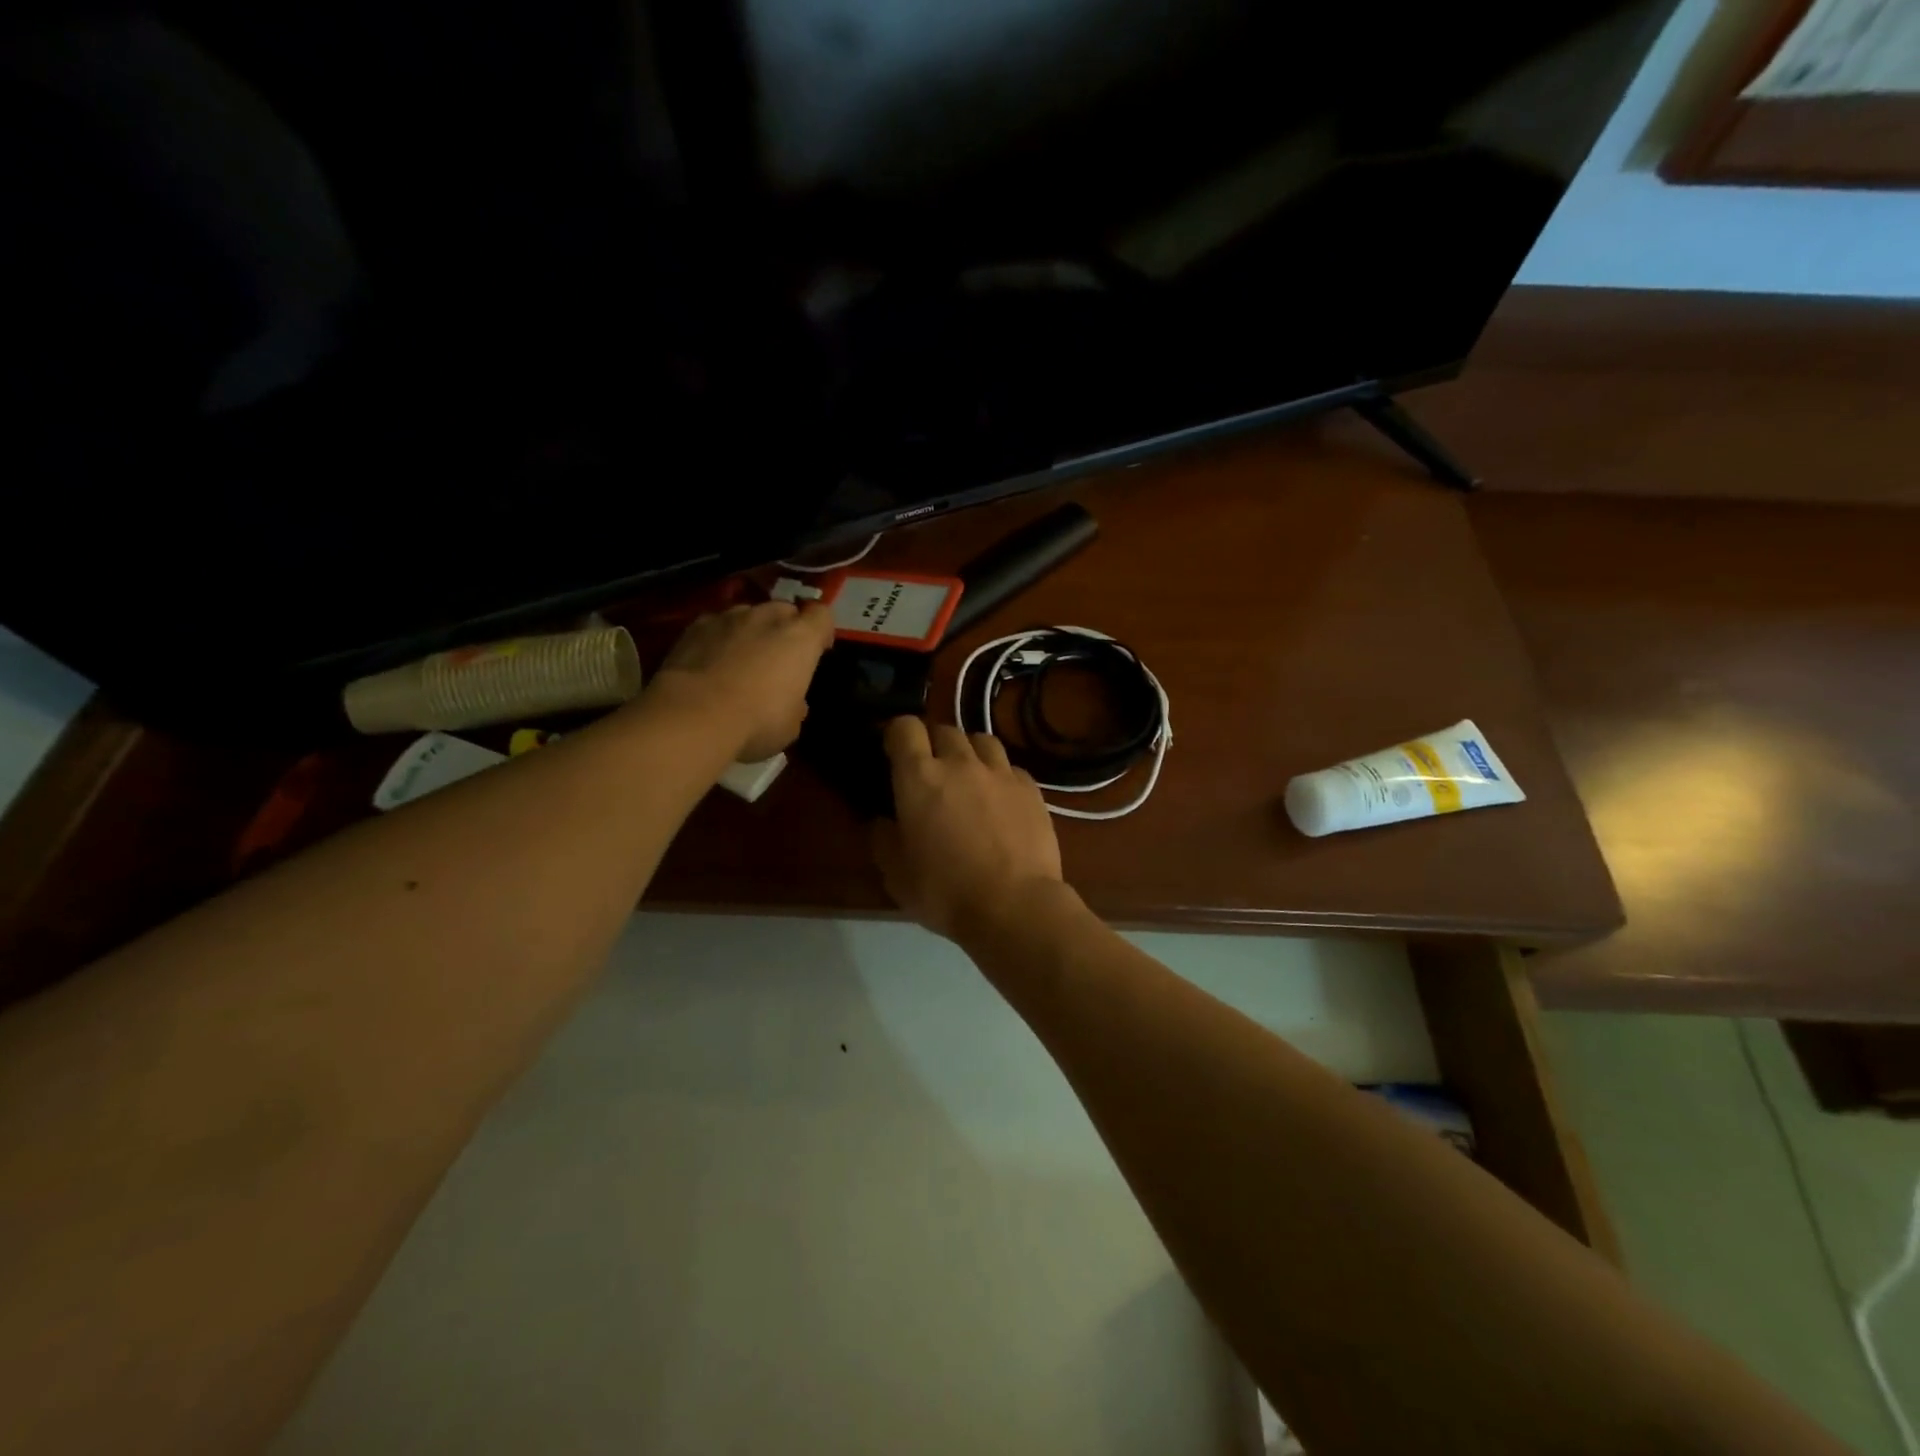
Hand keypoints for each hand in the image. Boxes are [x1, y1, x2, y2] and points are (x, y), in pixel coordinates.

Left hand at [650, 602, 835, 760]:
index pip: (821, 615)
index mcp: (800, 639)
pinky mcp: (694, 626)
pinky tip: (709, 661)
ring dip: (750, 630)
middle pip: (784, 610)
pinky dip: (717, 637)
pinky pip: (715, 624)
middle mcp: (767, 618)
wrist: (693, 716)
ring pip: (747, 614)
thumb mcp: (791, 724)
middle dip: (785, 628)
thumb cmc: (756, 722)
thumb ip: (796, 704)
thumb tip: (792, 702)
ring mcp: (728, 618)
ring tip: (740, 657)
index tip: (819, 650)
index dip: (822, 630)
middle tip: (779, 656)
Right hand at [874, 718, 1064, 941]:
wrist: (1015, 906)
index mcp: (920, 778)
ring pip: (981, 740)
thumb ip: (884, 840)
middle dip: (933, 744)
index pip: (904, 728)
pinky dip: (1000, 775)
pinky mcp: (1031, 788)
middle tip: (931, 772)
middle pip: (944, 730)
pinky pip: (1010, 767)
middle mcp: (960, 763)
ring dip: (969, 752)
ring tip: (968, 777)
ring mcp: (1000, 773)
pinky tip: (1001, 799)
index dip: (896, 734)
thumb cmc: (945, 892)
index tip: (893, 752)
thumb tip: (883, 822)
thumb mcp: (897, 875)